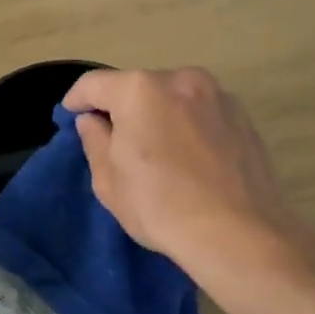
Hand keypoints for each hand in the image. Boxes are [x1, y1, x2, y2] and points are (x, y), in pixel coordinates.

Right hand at [62, 67, 294, 263]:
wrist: (239, 234)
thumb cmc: (161, 206)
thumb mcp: (109, 180)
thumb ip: (95, 140)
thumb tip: (93, 120)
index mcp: (140, 89)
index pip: (94, 84)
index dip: (76, 99)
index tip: (71, 115)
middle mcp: (181, 79)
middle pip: (138, 87)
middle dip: (122, 108)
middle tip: (115, 140)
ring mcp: (218, 95)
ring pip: (173, 98)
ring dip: (158, 115)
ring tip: (157, 151)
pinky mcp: (244, 117)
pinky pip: (201, 113)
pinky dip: (188, 126)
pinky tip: (189, 159)